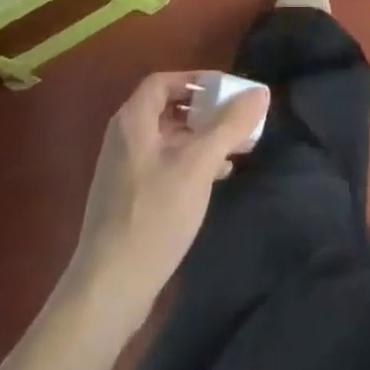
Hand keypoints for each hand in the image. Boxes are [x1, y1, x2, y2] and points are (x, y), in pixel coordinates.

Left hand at [70, 71, 269, 315]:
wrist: (109, 288)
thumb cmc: (154, 215)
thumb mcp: (199, 165)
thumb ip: (230, 125)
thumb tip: (261, 92)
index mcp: (133, 121)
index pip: (164, 81)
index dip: (196, 80)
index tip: (228, 91)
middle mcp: (124, 138)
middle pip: (168, 108)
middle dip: (205, 111)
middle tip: (238, 120)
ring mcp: (124, 170)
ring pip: (169, 139)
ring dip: (202, 138)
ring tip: (235, 148)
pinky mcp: (129, 198)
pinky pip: (164, 164)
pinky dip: (191, 161)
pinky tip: (215, 177)